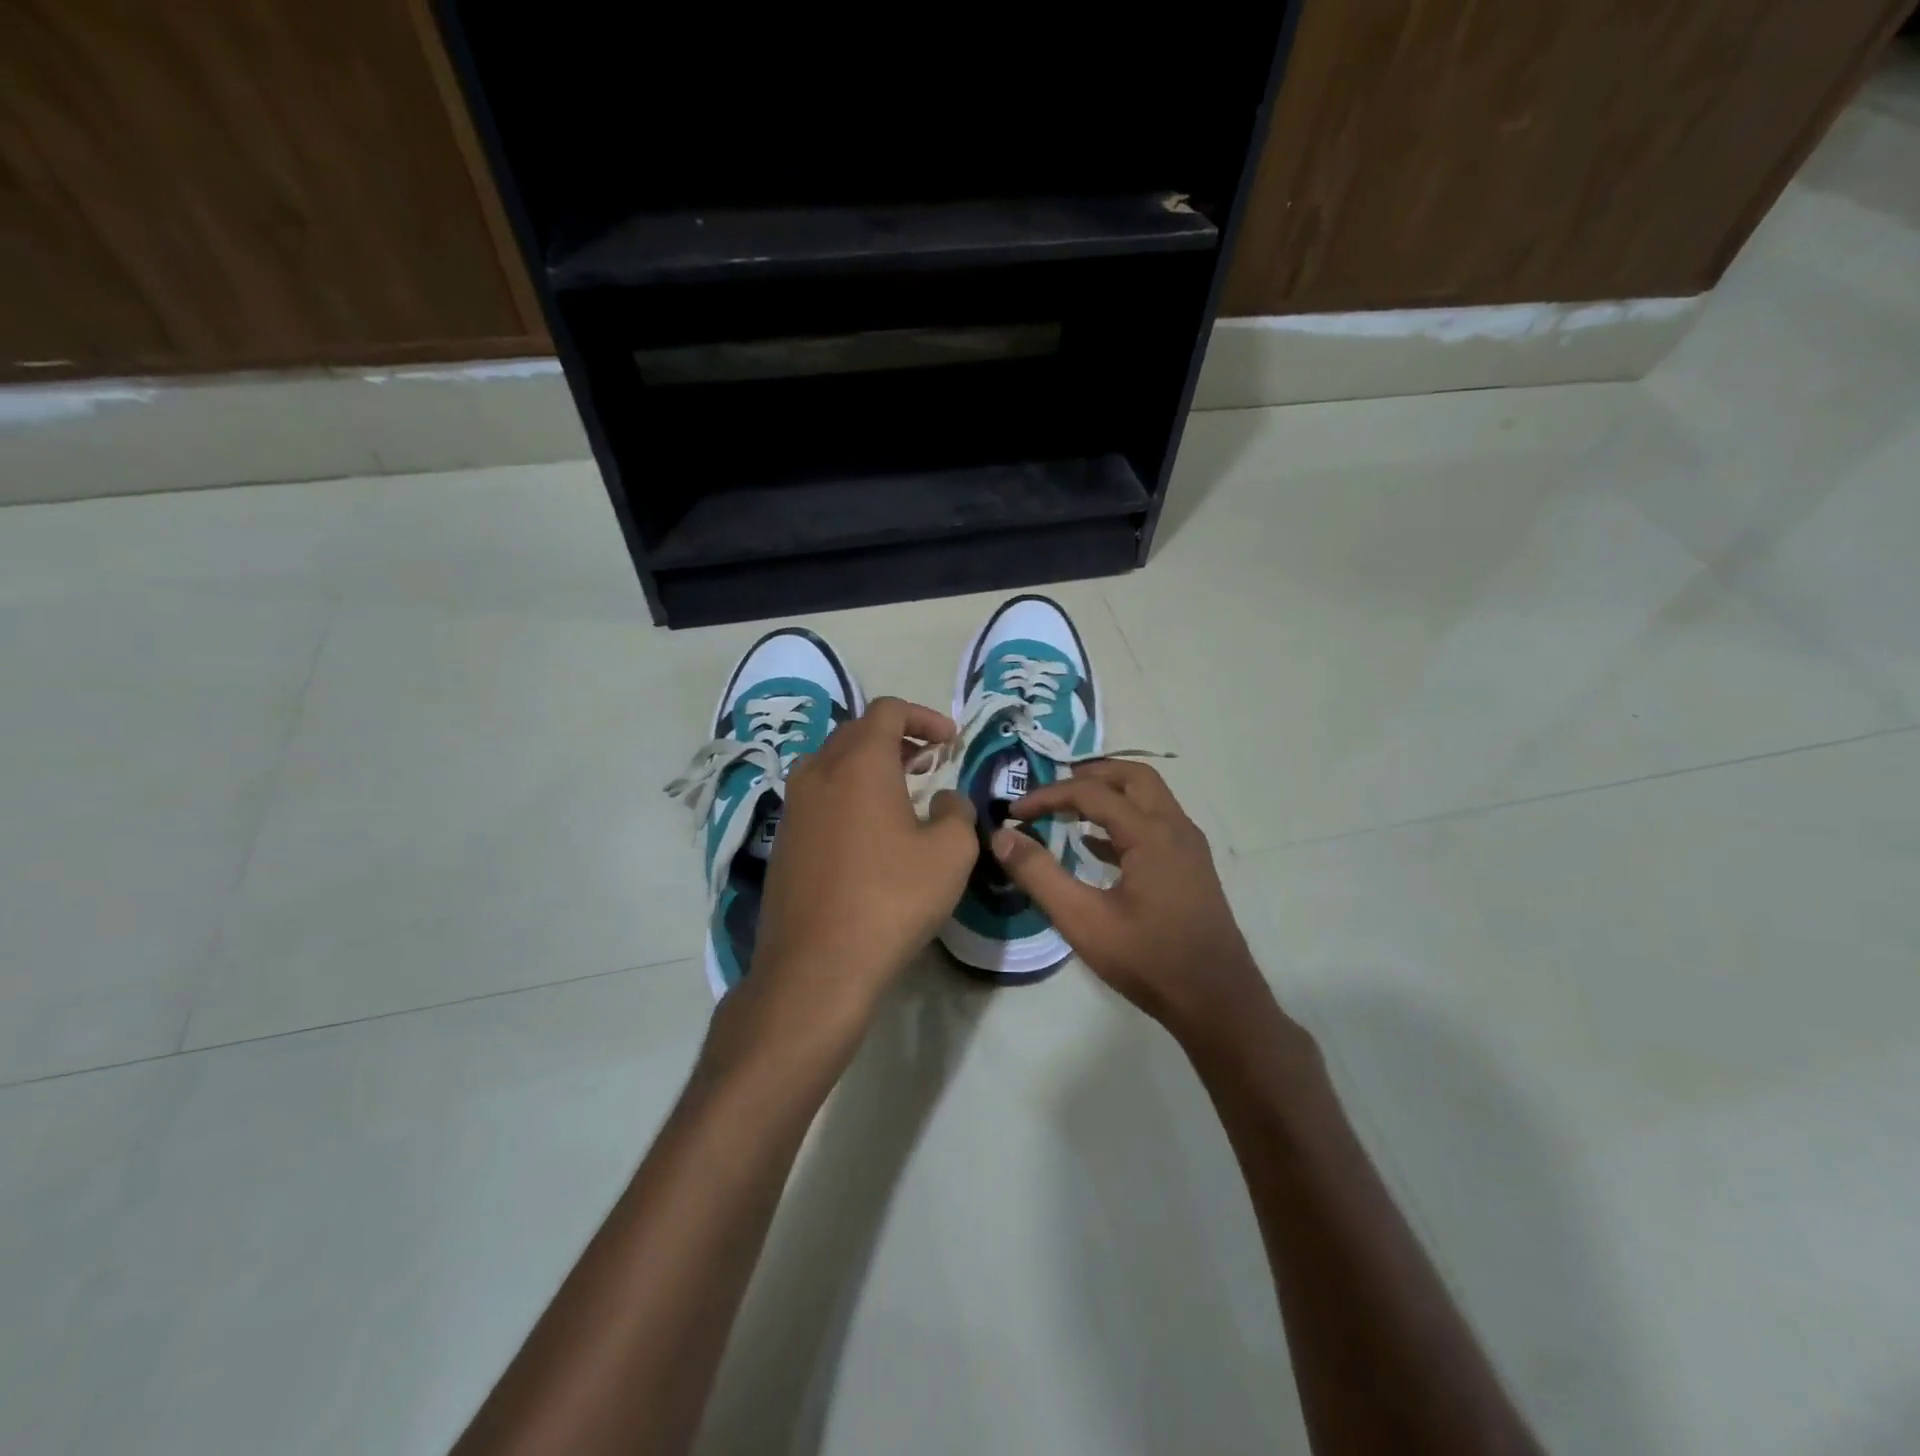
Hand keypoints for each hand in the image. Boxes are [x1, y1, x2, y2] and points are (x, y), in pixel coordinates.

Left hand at [741, 696, 976, 1041]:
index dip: (925, 716)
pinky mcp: (784, 839)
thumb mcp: (950, 853)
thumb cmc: (891, 900)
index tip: (950, 741)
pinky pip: (819, 795)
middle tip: (930, 761)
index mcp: (859, 763)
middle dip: (899, 737)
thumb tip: (944, 800)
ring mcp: (794, 806)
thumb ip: (957, 812)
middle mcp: (818, 771)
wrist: (816, 966)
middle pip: (858, 731)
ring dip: (870, 765)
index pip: (888, 710)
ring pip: (833, 762)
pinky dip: (848, 792)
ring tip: (902, 790)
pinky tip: (869, 829)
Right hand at [994, 761, 1269, 1036]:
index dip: (1048, 796)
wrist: (1218, 1002)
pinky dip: (1124, 818)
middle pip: (1132, 776)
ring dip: (1110, 793)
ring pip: (1148, 797)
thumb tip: (1002, 837)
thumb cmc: (1149, 960)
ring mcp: (1189, 846)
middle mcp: (1175, 827)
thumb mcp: (1083, 920)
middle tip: (1051, 790)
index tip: (1014, 812)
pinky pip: (1156, 822)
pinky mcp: (1191, 867)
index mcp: (1151, 833)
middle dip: (1089, 774)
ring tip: (1069, 809)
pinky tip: (1095, 846)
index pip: (1091, 792)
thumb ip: (1039, 875)